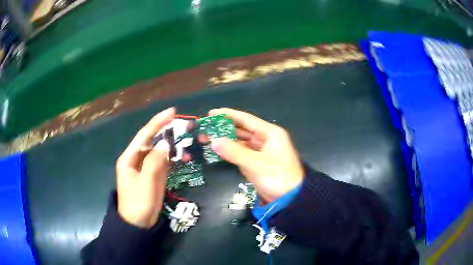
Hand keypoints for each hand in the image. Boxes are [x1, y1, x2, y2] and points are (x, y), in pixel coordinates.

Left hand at [115, 107, 174, 227]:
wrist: (139, 224)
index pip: (144, 135)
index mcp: (129, 157)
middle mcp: (137, 158)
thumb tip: (165, 143)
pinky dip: (173, 157)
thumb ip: (154, 161)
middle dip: (168, 130)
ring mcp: (146, 167)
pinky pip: (164, 162)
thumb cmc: (138, 203)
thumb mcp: (145, 183)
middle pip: (153, 140)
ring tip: (187, 138)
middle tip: (185, 125)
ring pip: (160, 150)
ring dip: (173, 144)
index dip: (158, 122)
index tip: (172, 111)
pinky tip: (183, 156)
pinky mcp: (153, 174)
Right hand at [209, 108, 303, 203]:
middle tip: (206, 128)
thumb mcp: (255, 164)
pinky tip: (218, 150)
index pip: (246, 119)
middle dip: (224, 129)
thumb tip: (213, 141)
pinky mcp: (257, 162)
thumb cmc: (277, 177)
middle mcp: (265, 139)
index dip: (228, 115)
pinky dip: (230, 152)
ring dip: (225, 141)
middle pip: (242, 130)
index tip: (212, 113)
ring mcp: (261, 151)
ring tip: (207, 138)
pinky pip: (241, 153)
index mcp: (270, 133)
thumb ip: (234, 152)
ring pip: (240, 142)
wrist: (290, 198)